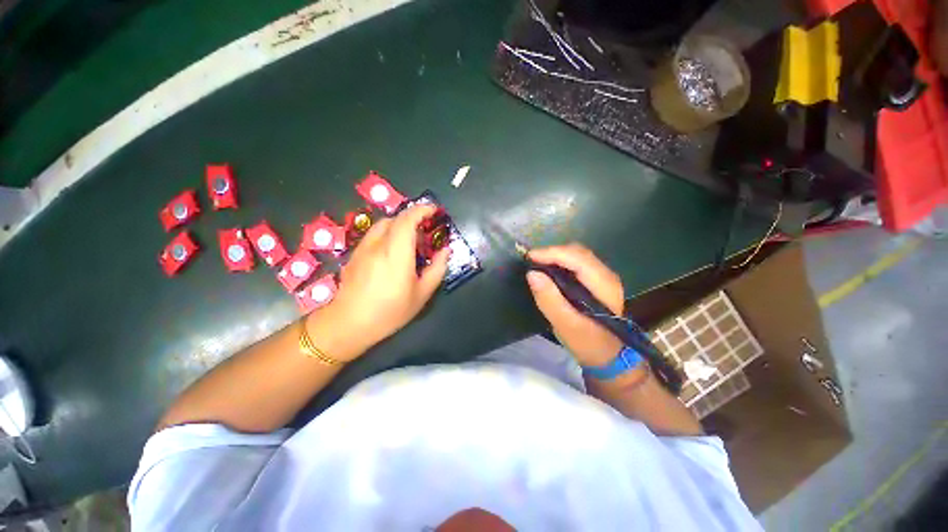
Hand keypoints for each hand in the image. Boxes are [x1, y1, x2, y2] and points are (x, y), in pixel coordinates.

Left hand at [306, 205, 448, 360]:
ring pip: (383, 224)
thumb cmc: (390, 311)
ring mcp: (363, 248)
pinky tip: (392, 251)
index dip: (423, 210)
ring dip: (399, 224)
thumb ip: (437, 268)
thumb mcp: (422, 294)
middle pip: (395, 218)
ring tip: (410, 240)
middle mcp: (378, 244)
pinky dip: (388, 233)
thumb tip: (445, 250)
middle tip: (426, 230)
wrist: (349, 323)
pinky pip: (374, 235)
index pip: (408, 219)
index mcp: (397, 253)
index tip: (435, 210)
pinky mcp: (355, 254)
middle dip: (413, 217)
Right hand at [526, 243, 624, 365]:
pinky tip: (549, 270)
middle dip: (552, 253)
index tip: (529, 257)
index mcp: (604, 285)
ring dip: (555, 256)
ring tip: (537, 264)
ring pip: (576, 255)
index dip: (552, 253)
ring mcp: (602, 276)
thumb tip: (532, 274)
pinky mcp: (596, 280)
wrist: (608, 357)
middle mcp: (607, 275)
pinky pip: (576, 263)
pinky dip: (560, 262)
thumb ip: (549, 299)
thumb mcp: (566, 325)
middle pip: (577, 252)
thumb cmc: (588, 343)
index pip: (577, 258)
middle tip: (531, 261)